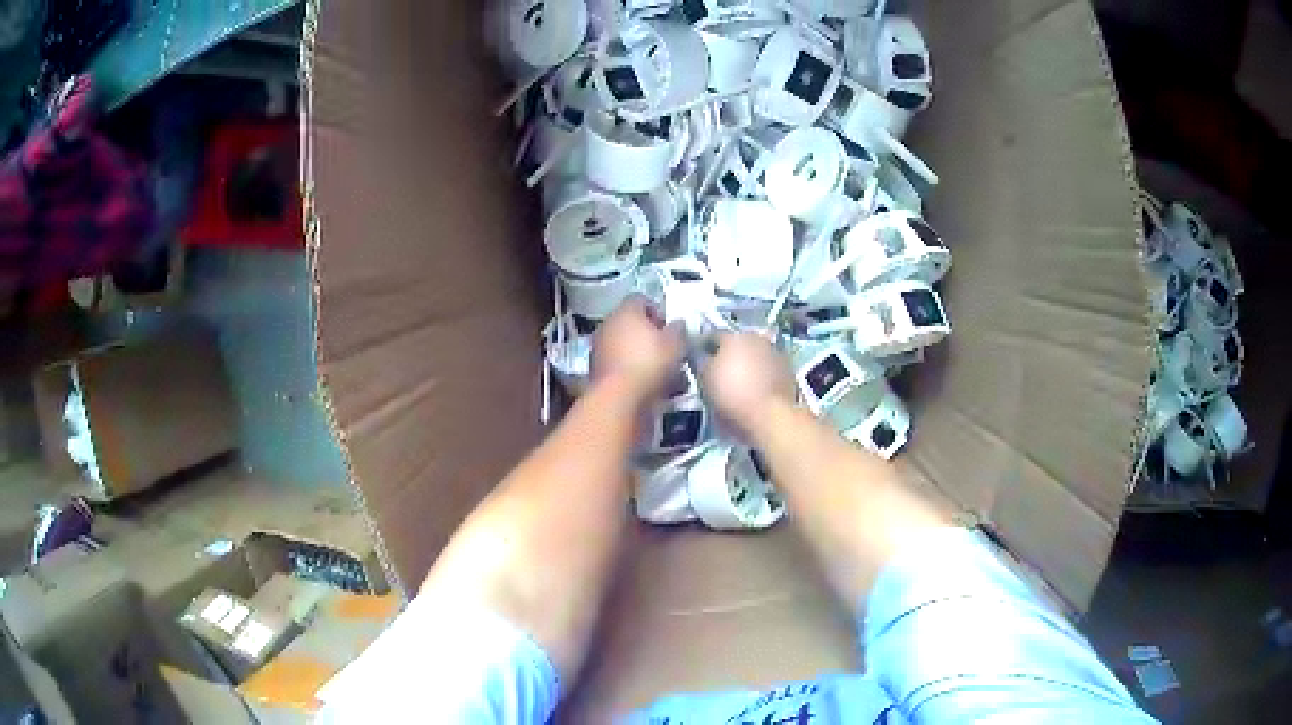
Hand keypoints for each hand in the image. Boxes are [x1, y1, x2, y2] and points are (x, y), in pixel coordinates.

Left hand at [592, 297, 684, 401]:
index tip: (670, 328)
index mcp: (626, 311)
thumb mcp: (676, 343)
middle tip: (669, 352)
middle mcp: (608, 325)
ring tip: (665, 376)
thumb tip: (677, 324)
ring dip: (643, 358)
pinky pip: (621, 367)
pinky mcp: (597, 372)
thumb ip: (678, 330)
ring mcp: (599, 349)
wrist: (620, 399)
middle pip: (632, 325)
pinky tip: (651, 389)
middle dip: (651, 338)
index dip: (658, 311)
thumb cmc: (650, 363)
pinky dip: (634, 374)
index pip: (641, 299)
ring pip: (626, 348)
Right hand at [702, 333, 796, 436]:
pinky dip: (761, 376)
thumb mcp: (705, 380)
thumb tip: (702, 356)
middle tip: (718, 374)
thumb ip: (701, 363)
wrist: (771, 417)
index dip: (702, 349)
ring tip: (738, 384)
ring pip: (754, 355)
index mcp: (733, 336)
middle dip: (727, 356)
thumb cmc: (732, 396)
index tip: (698, 363)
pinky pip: (768, 369)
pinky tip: (755, 391)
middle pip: (736, 344)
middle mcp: (757, 337)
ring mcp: (776, 353)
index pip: (711, 336)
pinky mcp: (788, 370)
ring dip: (746, 365)